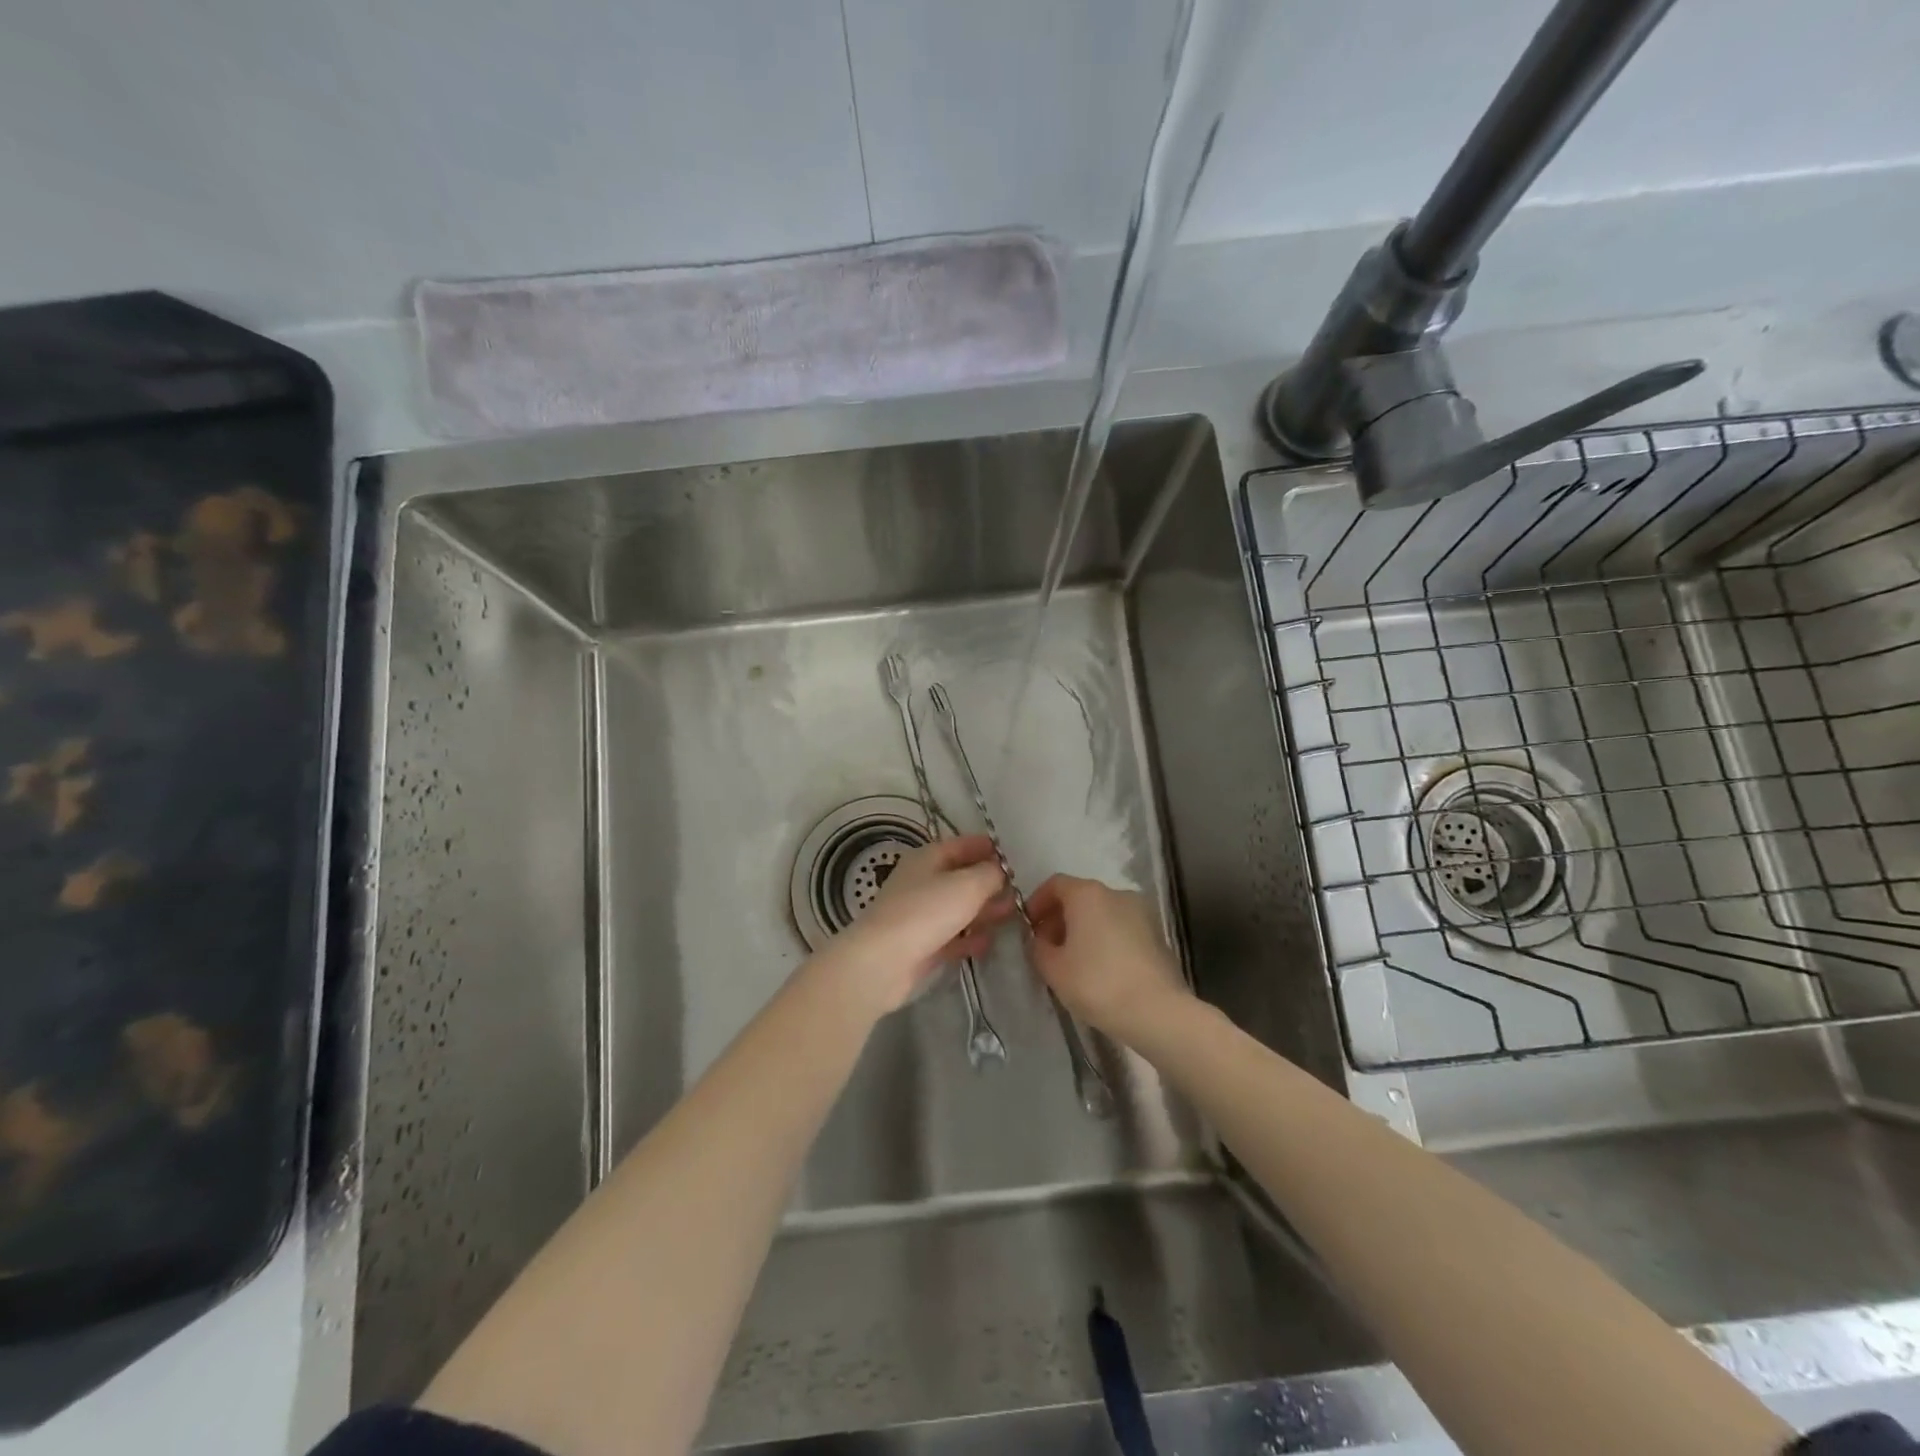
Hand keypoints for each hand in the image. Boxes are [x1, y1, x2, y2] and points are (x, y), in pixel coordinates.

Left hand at [826, 835, 1011, 1015]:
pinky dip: (969, 937)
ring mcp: (920, 914)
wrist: (883, 961)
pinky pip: (951, 936)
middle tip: (1019, 892)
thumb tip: (1000, 871)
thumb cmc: (927, 911)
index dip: (988, 848)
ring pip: (958, 907)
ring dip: (983, 911)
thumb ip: (990, 874)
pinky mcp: (921, 944)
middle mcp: (922, 881)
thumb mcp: (968, 885)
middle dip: (990, 883)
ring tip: (1011, 916)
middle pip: (961, 877)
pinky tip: (988, 943)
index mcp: (928, 857)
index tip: (1014, 858)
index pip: (963, 845)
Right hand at [1027, 875, 1188, 1044]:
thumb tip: (1041, 941)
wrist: (1157, 1012)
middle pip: (1080, 897)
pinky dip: (1106, 940)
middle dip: (1060, 919)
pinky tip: (1101, 970)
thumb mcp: (1052, 969)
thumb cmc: (1097, 983)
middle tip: (1047, 948)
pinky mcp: (1157, 935)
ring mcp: (1142, 913)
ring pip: (1103, 914)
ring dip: (1084, 930)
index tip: (1029, 927)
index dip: (1037, 902)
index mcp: (1088, 894)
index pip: (1055, 884)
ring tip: (1073, 962)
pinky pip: (1122, 929)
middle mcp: (1116, 894)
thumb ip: (1038, 948)